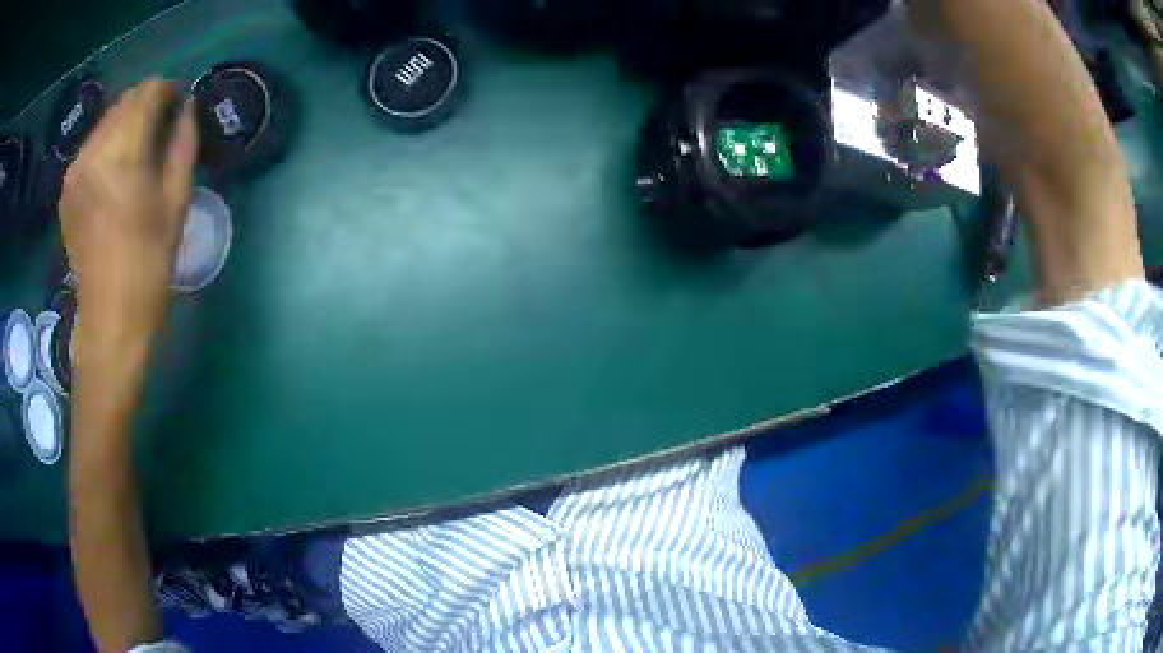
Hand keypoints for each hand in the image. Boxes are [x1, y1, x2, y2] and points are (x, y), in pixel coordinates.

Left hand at [60, 78, 198, 353]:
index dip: (168, 91)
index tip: (179, 107)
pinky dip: (107, 144)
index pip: (147, 92)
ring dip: (126, 124)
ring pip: (106, 120)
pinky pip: (91, 145)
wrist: (109, 320)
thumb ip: (183, 144)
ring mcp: (75, 171)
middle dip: (146, 105)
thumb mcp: (177, 202)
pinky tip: (114, 171)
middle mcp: (93, 154)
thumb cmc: (149, 266)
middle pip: (124, 101)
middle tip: (161, 128)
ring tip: (138, 152)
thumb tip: (187, 107)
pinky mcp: (67, 187)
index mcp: (122, 157)